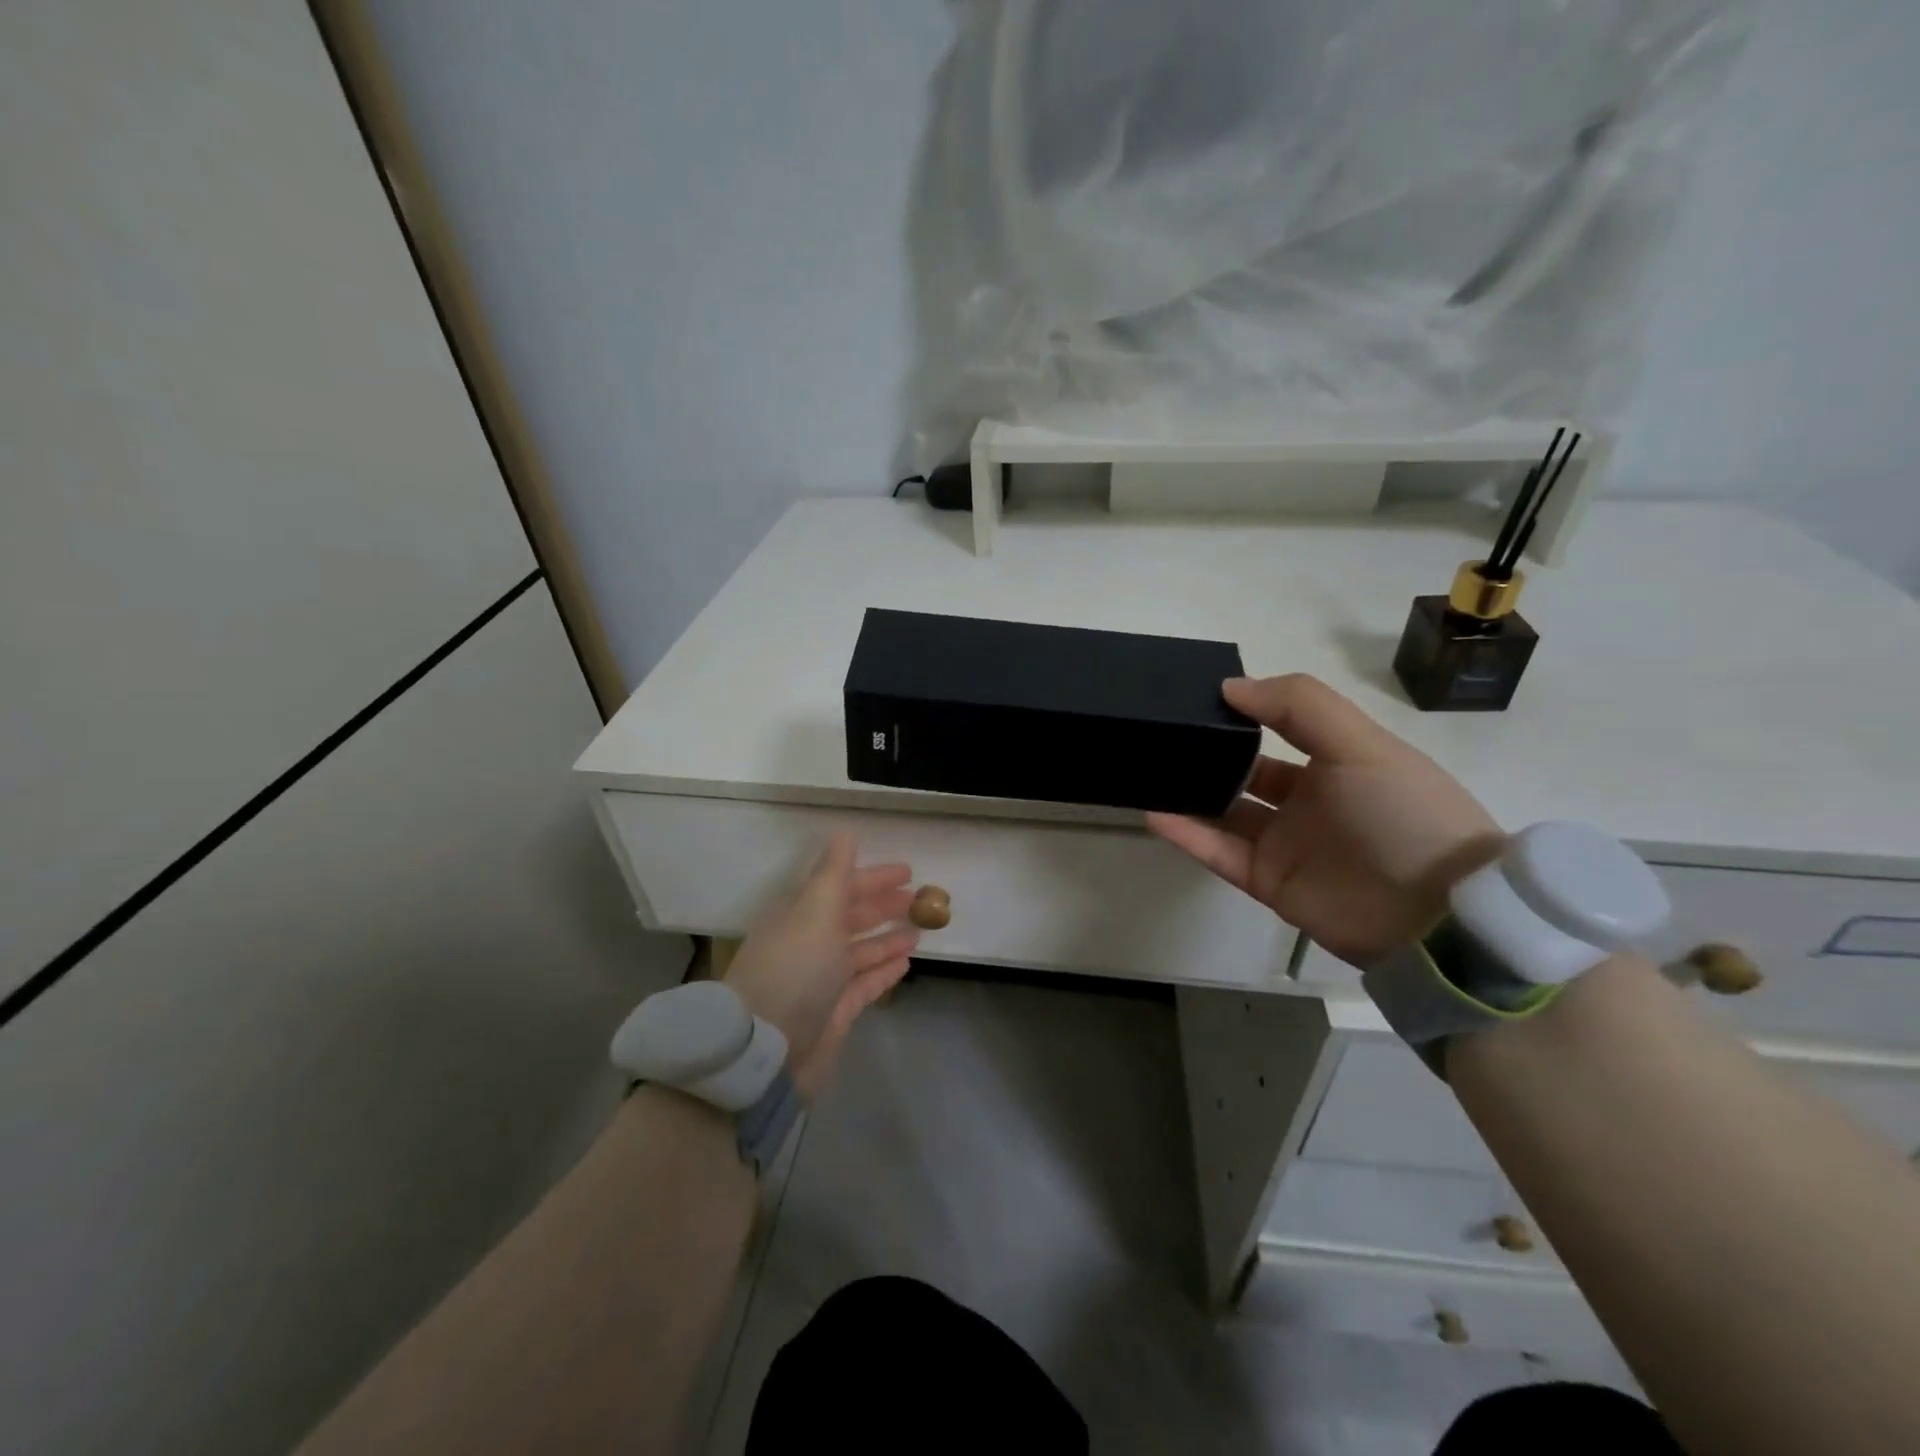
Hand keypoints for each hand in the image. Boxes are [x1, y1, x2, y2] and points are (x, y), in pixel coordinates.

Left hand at [722, 833, 917, 1097]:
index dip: (873, 877)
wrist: (766, 1051)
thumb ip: (834, 873)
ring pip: (860, 951)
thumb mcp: (815, 911)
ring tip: (919, 929)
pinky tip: (906, 962)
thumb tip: (844, 832)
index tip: (907, 871)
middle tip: (919, 898)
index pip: (840, 887)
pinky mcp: (834, 1013)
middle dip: (883, 905)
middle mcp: (809, 945)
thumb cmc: (794, 970)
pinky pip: (865, 984)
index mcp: (800, 917)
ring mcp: (822, 981)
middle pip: (851, 918)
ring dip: (888, 938)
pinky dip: (884, 970)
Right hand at [1147, 675, 1503, 965]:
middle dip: (1209, 754)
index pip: (1279, 730)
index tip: (1197, 697)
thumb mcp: (1362, 744)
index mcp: (1335, 762)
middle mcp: (1307, 800)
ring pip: (1224, 812)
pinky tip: (1153, 811)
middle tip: (1162, 735)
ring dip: (1189, 794)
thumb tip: (1230, 686)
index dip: (1243, 713)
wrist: (1436, 916)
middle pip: (1245, 772)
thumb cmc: (1402, 813)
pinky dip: (1186, 833)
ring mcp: (1285, 843)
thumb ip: (1299, 706)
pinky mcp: (1266, 881)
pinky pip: (1218, 852)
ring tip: (1147, 770)